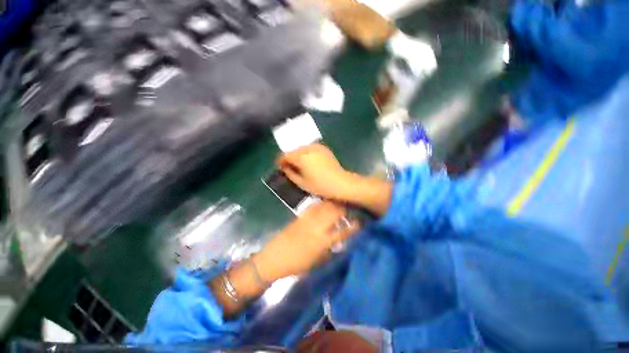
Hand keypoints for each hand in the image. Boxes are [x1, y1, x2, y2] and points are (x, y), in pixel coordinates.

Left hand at [254, 202, 358, 280]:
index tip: (360, 222)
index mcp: (322, 243)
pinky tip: (324, 202)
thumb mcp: (317, 261)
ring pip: (324, 207)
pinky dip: (321, 203)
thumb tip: (338, 241)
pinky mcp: (300, 217)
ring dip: (334, 203)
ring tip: (340, 201)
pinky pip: (313, 207)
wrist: (275, 258)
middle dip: (344, 208)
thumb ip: (329, 250)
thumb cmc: (297, 264)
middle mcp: (317, 229)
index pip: (342, 233)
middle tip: (351, 205)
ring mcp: (308, 220)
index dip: (352, 227)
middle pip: (334, 213)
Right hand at [277, 144, 352, 200]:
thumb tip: (284, 167)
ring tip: (298, 163)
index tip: (279, 166)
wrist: (340, 183)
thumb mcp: (302, 183)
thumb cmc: (320, 186)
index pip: (286, 155)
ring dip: (297, 154)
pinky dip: (306, 152)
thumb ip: (290, 173)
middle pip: (293, 150)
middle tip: (288, 166)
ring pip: (302, 148)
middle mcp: (308, 149)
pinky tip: (308, 160)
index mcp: (301, 157)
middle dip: (289, 157)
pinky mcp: (324, 148)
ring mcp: (317, 147)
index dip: (280, 160)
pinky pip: (310, 148)